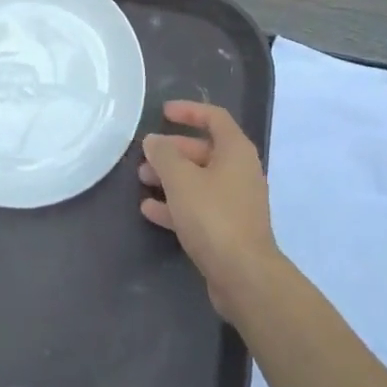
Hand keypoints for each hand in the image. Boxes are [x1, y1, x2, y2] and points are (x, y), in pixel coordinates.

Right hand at [139, 101, 281, 319]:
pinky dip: (176, 204)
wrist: (244, 275)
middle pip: (203, 150)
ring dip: (170, 177)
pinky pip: (199, 207)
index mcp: (236, 151)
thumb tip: (154, 140)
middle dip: (172, 150)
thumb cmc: (214, 216)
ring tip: (142, 180)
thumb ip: (164, 155)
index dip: (189, 111)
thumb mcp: (181, 180)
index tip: (163, 112)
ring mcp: (235, 201)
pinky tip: (149, 210)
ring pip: (199, 180)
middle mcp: (240, 171)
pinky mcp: (228, 229)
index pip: (214, 117)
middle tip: (145, 155)